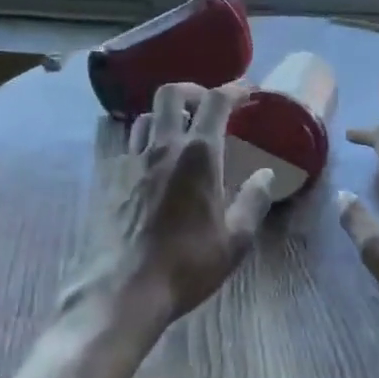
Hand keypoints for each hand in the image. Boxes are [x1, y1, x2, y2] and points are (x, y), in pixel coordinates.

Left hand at [97, 82, 275, 326]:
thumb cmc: (187, 264)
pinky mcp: (112, 180)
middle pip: (171, 94)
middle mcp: (163, 147)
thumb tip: (266, 175)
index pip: (216, 101)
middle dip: (193, 91)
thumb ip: (254, 201)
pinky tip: (155, 165)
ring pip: (146, 116)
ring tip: (181, 133)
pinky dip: (146, 142)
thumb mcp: (236, 239)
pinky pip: (130, 145)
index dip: (235, 88)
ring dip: (166, 115)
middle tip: (208, 107)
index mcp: (198, 155)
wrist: (126, 289)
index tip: (248, 91)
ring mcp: (133, 161)